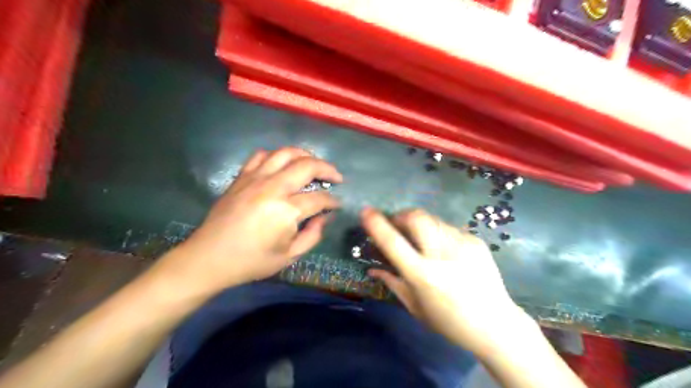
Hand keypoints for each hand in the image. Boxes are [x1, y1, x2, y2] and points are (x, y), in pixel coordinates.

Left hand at [159, 149, 342, 295]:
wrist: (208, 258)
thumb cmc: (251, 261)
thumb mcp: (289, 256)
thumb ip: (313, 235)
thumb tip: (325, 217)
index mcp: (286, 211)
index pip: (319, 198)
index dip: (333, 201)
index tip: (338, 204)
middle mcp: (272, 187)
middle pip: (307, 165)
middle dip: (328, 169)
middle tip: (336, 177)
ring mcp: (255, 178)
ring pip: (286, 153)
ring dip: (305, 155)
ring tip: (314, 164)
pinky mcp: (241, 177)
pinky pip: (262, 155)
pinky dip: (277, 156)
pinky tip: (283, 165)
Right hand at [363, 210, 530, 357]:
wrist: (496, 324)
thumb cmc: (450, 321)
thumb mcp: (415, 307)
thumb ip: (393, 283)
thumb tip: (372, 269)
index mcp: (424, 275)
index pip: (393, 242)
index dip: (377, 224)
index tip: (366, 212)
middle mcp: (443, 254)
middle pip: (416, 217)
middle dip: (401, 215)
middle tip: (397, 224)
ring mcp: (462, 244)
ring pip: (432, 219)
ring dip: (420, 224)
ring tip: (422, 240)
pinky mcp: (475, 240)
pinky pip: (448, 227)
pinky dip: (438, 233)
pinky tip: (444, 250)